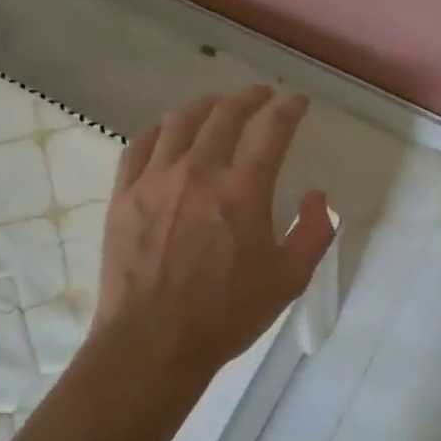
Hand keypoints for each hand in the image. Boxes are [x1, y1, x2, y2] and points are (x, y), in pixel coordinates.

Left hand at [95, 86, 334, 379]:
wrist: (152, 344)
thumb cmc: (225, 315)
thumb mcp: (289, 280)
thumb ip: (313, 232)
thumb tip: (315, 195)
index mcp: (243, 190)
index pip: (271, 128)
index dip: (288, 108)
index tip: (297, 102)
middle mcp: (199, 171)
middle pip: (225, 113)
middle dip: (249, 97)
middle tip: (261, 96)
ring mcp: (156, 179)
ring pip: (181, 121)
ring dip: (206, 106)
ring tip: (217, 107)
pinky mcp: (125, 194)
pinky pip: (140, 144)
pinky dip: (160, 130)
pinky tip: (168, 133)